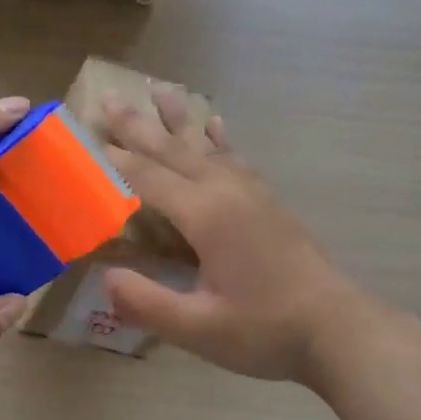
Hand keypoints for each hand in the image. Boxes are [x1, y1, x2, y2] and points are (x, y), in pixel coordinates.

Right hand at [103, 88, 369, 385]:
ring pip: (205, 146)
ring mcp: (252, 193)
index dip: (114, 160)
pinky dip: (218, 138)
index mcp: (206, 215)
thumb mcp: (198, 328)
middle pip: (173, 151)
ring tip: (159, 89)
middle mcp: (227, 191)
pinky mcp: (268, 202)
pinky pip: (235, 157)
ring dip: (177, 120)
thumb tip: (104, 276)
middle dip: (138, 126)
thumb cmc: (265, 331)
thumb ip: (147, 302)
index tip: (83, 138)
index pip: (148, 178)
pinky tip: (214, 124)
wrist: (337, 329)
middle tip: (107, 99)